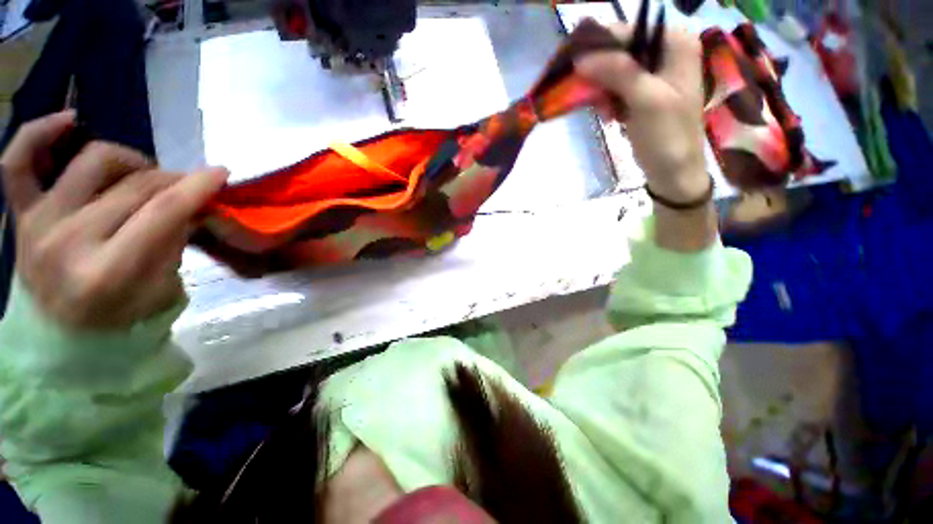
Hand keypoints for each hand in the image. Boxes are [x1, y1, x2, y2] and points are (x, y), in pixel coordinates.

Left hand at [1, 111, 227, 328]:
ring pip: (92, 161)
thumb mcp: (163, 291)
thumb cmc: (119, 319)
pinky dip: (39, 133)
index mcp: (109, 272)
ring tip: (140, 174)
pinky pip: (18, 161)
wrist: (60, 336)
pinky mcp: (20, 214)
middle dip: (172, 179)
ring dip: (130, 160)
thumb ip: (175, 243)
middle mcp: (69, 240)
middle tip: (187, 186)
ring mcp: (38, 222)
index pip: (162, 212)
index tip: (221, 172)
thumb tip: (191, 205)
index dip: (197, 187)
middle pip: (135, 185)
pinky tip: (69, 122)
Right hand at [575, 23, 707, 202]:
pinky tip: (611, 117)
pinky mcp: (642, 92)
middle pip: (620, 50)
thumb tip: (581, 58)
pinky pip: (615, 87)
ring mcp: (654, 73)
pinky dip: (608, 101)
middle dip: (601, 74)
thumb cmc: (667, 136)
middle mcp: (665, 50)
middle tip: (593, 98)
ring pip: (613, 70)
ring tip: (606, 113)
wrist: (672, 172)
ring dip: (603, 92)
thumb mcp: (645, 100)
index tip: (574, 67)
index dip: (599, 46)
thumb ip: (618, 72)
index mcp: (675, 43)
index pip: (629, 31)